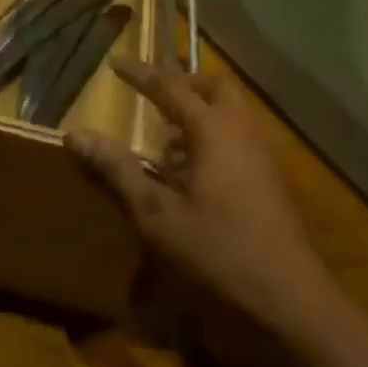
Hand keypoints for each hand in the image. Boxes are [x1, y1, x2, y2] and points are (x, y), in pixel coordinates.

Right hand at [67, 61, 329, 335]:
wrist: (291, 303)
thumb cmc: (219, 252)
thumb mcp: (156, 215)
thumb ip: (118, 171)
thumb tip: (76, 135)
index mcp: (213, 129)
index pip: (170, 86)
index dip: (140, 74)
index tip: (115, 63)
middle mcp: (242, 131)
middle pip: (213, 87)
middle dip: (182, 84)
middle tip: (153, 96)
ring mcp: (263, 156)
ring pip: (231, 112)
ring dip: (200, 112)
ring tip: (167, 140)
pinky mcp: (273, 181)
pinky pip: (240, 137)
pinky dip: (215, 136)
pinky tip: (195, 174)